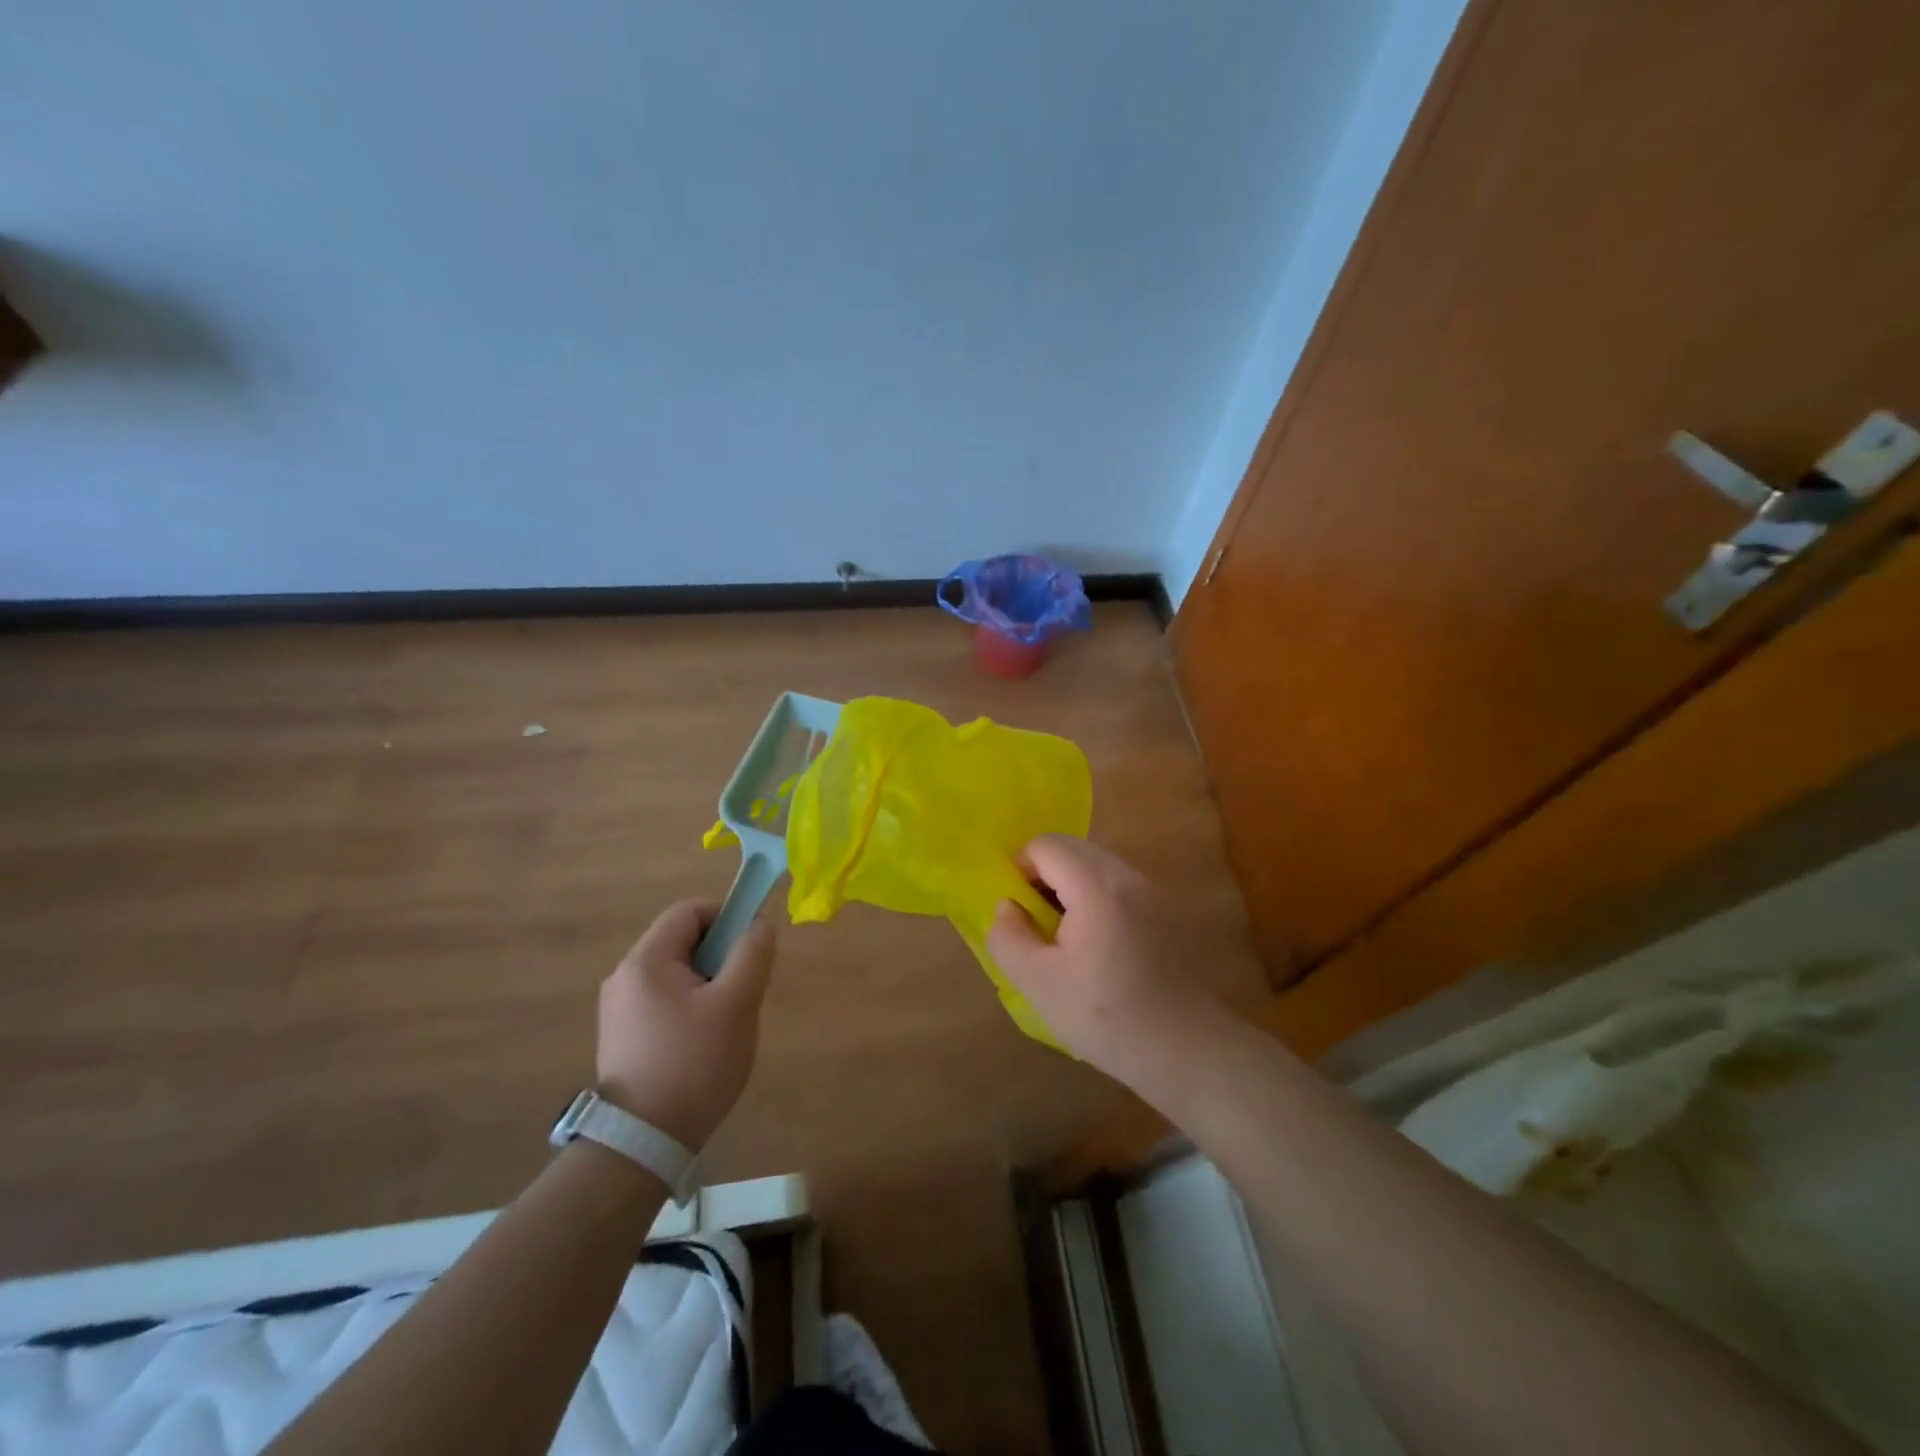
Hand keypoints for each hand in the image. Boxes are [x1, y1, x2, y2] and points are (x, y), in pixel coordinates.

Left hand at [596, 901, 774, 1150]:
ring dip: (708, 985)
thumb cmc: (694, 1063)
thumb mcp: (736, 1003)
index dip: (726, 917)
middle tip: (743, 992)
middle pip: (682, 942)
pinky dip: (690, 1009)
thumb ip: (752, 953)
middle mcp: (624, 976)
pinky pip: (663, 1002)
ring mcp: (618, 1009)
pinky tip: (703, 1045)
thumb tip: (758, 924)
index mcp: (646, 960)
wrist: (642, 1142)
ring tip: (726, 1024)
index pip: (690, 911)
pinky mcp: (621, 1037)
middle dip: (720, 957)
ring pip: (676, 974)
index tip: (751, 949)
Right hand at [986, 836, 1231, 1093]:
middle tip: (1035, 924)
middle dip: (1043, 875)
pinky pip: (1117, 885)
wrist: (1188, 1051)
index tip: (1017, 911)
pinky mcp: (1165, 911)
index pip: (1046, 844)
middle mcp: (1127, 876)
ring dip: (1068, 887)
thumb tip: (1008, 907)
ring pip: (1095, 865)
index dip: (1020, 869)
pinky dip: (1094, 899)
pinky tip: (1095, 948)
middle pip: (1072, 848)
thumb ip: (1009, 937)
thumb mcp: (1039, 983)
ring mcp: (1152, 891)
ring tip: (1062, 939)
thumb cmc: (1107, 1017)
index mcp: (1096, 885)